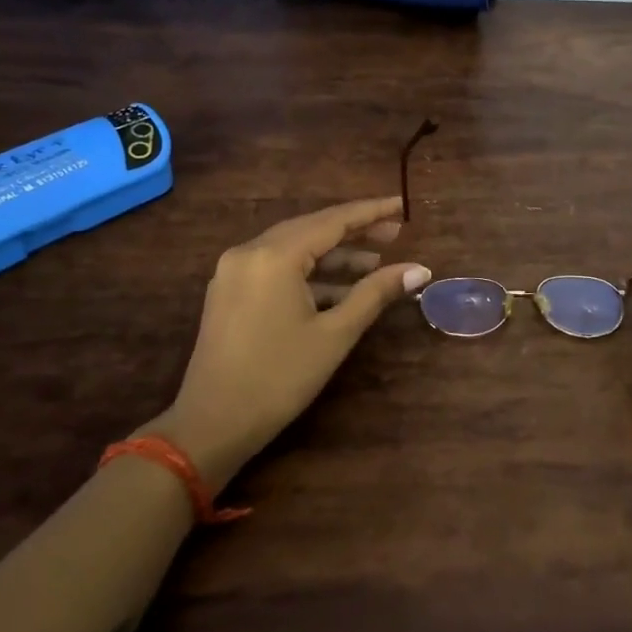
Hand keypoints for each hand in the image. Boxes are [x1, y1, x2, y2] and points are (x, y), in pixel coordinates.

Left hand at [145, 197, 430, 489]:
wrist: (211, 425)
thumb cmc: (279, 377)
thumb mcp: (335, 334)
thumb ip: (375, 293)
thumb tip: (420, 269)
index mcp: (274, 255)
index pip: (332, 220)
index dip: (371, 212)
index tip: (402, 206)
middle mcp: (249, 252)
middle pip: (311, 229)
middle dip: (354, 232)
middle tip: (395, 234)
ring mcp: (234, 271)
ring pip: (293, 249)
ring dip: (333, 256)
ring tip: (375, 264)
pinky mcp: (229, 292)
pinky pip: (276, 268)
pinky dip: (309, 274)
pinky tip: (339, 290)